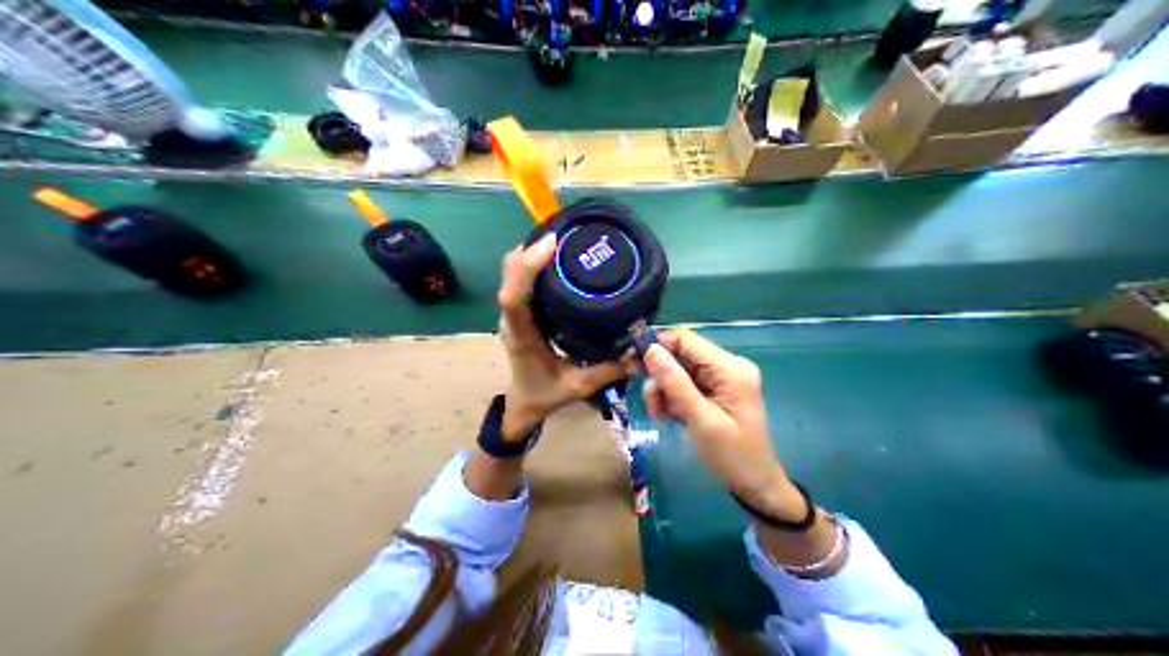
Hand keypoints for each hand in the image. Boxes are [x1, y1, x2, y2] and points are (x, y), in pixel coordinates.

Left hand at [497, 233, 634, 441]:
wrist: (524, 403)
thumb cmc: (546, 395)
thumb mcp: (579, 386)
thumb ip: (607, 370)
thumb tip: (638, 352)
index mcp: (522, 336)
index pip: (514, 297)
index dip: (527, 267)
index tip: (550, 244)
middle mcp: (512, 320)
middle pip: (509, 275)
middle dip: (530, 250)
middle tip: (563, 234)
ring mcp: (513, 314)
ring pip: (511, 273)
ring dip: (530, 253)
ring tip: (562, 240)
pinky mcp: (520, 312)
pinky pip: (519, 280)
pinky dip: (532, 263)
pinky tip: (556, 258)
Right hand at [638, 329, 805, 518]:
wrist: (756, 485)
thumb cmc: (731, 454)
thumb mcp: (700, 419)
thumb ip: (675, 383)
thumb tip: (650, 350)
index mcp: (730, 368)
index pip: (686, 340)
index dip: (657, 346)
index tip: (630, 362)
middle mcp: (729, 366)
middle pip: (682, 356)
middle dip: (660, 376)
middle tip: (647, 400)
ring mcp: (725, 380)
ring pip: (681, 372)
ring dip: (665, 391)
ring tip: (659, 414)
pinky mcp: (719, 393)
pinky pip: (689, 386)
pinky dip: (675, 399)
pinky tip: (669, 417)